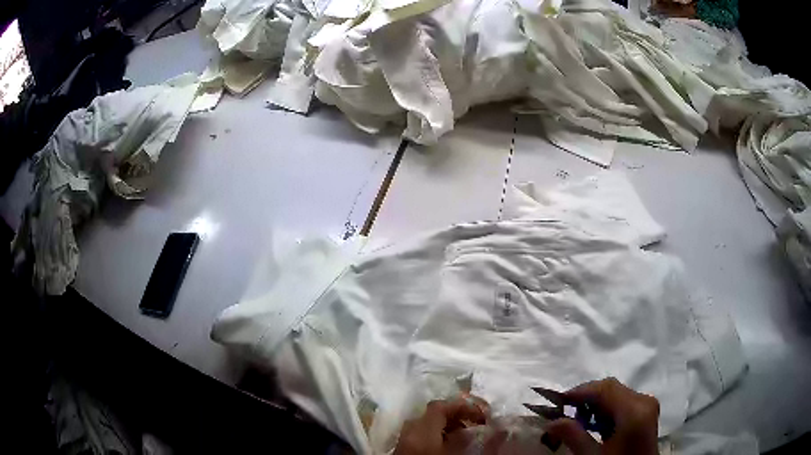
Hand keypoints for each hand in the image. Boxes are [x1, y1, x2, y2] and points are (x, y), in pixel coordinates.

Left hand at [394, 396, 487, 454]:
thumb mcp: (454, 454)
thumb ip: (464, 440)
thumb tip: (476, 430)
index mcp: (422, 428)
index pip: (441, 406)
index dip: (463, 406)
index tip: (481, 415)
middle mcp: (410, 429)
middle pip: (433, 413)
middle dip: (456, 416)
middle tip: (475, 424)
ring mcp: (404, 439)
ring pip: (427, 424)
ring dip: (447, 426)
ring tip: (465, 436)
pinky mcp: (403, 449)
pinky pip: (421, 434)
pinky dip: (437, 435)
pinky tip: (448, 446)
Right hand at [543, 377, 658, 454]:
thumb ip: (574, 437)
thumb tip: (551, 422)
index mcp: (634, 410)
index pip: (605, 388)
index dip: (579, 391)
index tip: (557, 402)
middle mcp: (644, 401)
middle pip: (611, 388)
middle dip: (586, 398)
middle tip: (564, 413)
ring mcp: (647, 406)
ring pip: (616, 394)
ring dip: (595, 404)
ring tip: (577, 422)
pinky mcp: (646, 413)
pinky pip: (623, 402)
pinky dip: (606, 409)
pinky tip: (595, 425)